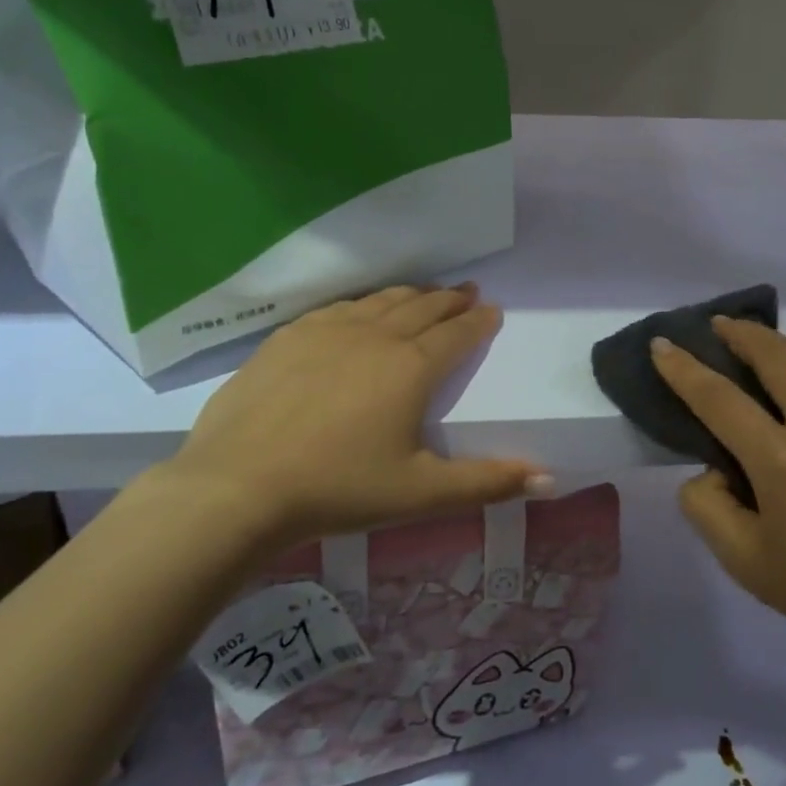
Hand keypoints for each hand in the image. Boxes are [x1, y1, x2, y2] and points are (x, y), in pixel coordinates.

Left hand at [165, 284, 549, 552]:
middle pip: (421, 308)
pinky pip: (337, 309)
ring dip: (409, 295)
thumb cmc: (339, 489)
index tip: (492, 310)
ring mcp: (326, 333)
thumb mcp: (422, 494)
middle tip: (467, 291)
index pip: (456, 333)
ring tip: (424, 292)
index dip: (478, 321)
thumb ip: (487, 483)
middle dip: (449, 299)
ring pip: (379, 302)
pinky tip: (359, 310)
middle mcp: (375, 338)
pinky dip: (361, 304)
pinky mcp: (287, 339)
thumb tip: (548, 479)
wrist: (237, 487)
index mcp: (411, 368)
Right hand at [651, 318, 785, 670]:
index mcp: (782, 463)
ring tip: (777, 354)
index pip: (719, 398)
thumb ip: (707, 507)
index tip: (662, 344)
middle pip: (775, 354)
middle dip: (739, 333)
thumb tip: (710, 464)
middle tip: (720, 327)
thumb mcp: (745, 563)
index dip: (683, 368)